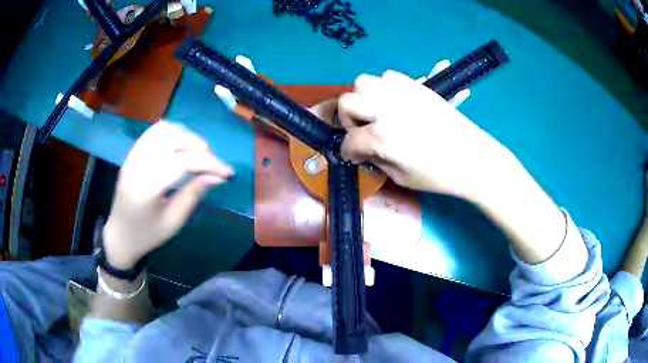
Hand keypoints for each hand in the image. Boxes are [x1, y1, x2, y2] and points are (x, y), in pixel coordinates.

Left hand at [103, 121, 233, 269]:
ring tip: (198, 151)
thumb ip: (194, 194)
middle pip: (172, 139)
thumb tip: (217, 176)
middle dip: (198, 146)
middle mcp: (137, 166)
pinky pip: (153, 132)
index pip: (182, 163)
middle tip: (213, 162)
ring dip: (185, 135)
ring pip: (163, 130)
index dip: (208, 163)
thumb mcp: (173, 221)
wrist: (120, 235)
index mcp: (146, 189)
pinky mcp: (131, 154)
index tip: (227, 172)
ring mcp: (132, 157)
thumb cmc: (147, 235)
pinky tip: (181, 145)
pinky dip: (172, 133)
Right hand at [338, 70, 514, 198]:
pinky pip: (388, 76)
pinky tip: (394, 102)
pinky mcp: (416, 85)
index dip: (348, 152)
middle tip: (362, 131)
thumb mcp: (401, 178)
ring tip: (376, 113)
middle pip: (347, 102)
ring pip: (363, 82)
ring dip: (363, 99)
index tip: (355, 157)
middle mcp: (385, 108)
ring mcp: (401, 92)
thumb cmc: (439, 175)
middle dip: (347, 119)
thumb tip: (363, 150)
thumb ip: (375, 160)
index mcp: (381, 137)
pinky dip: (383, 88)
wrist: (473, 158)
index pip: (349, 141)